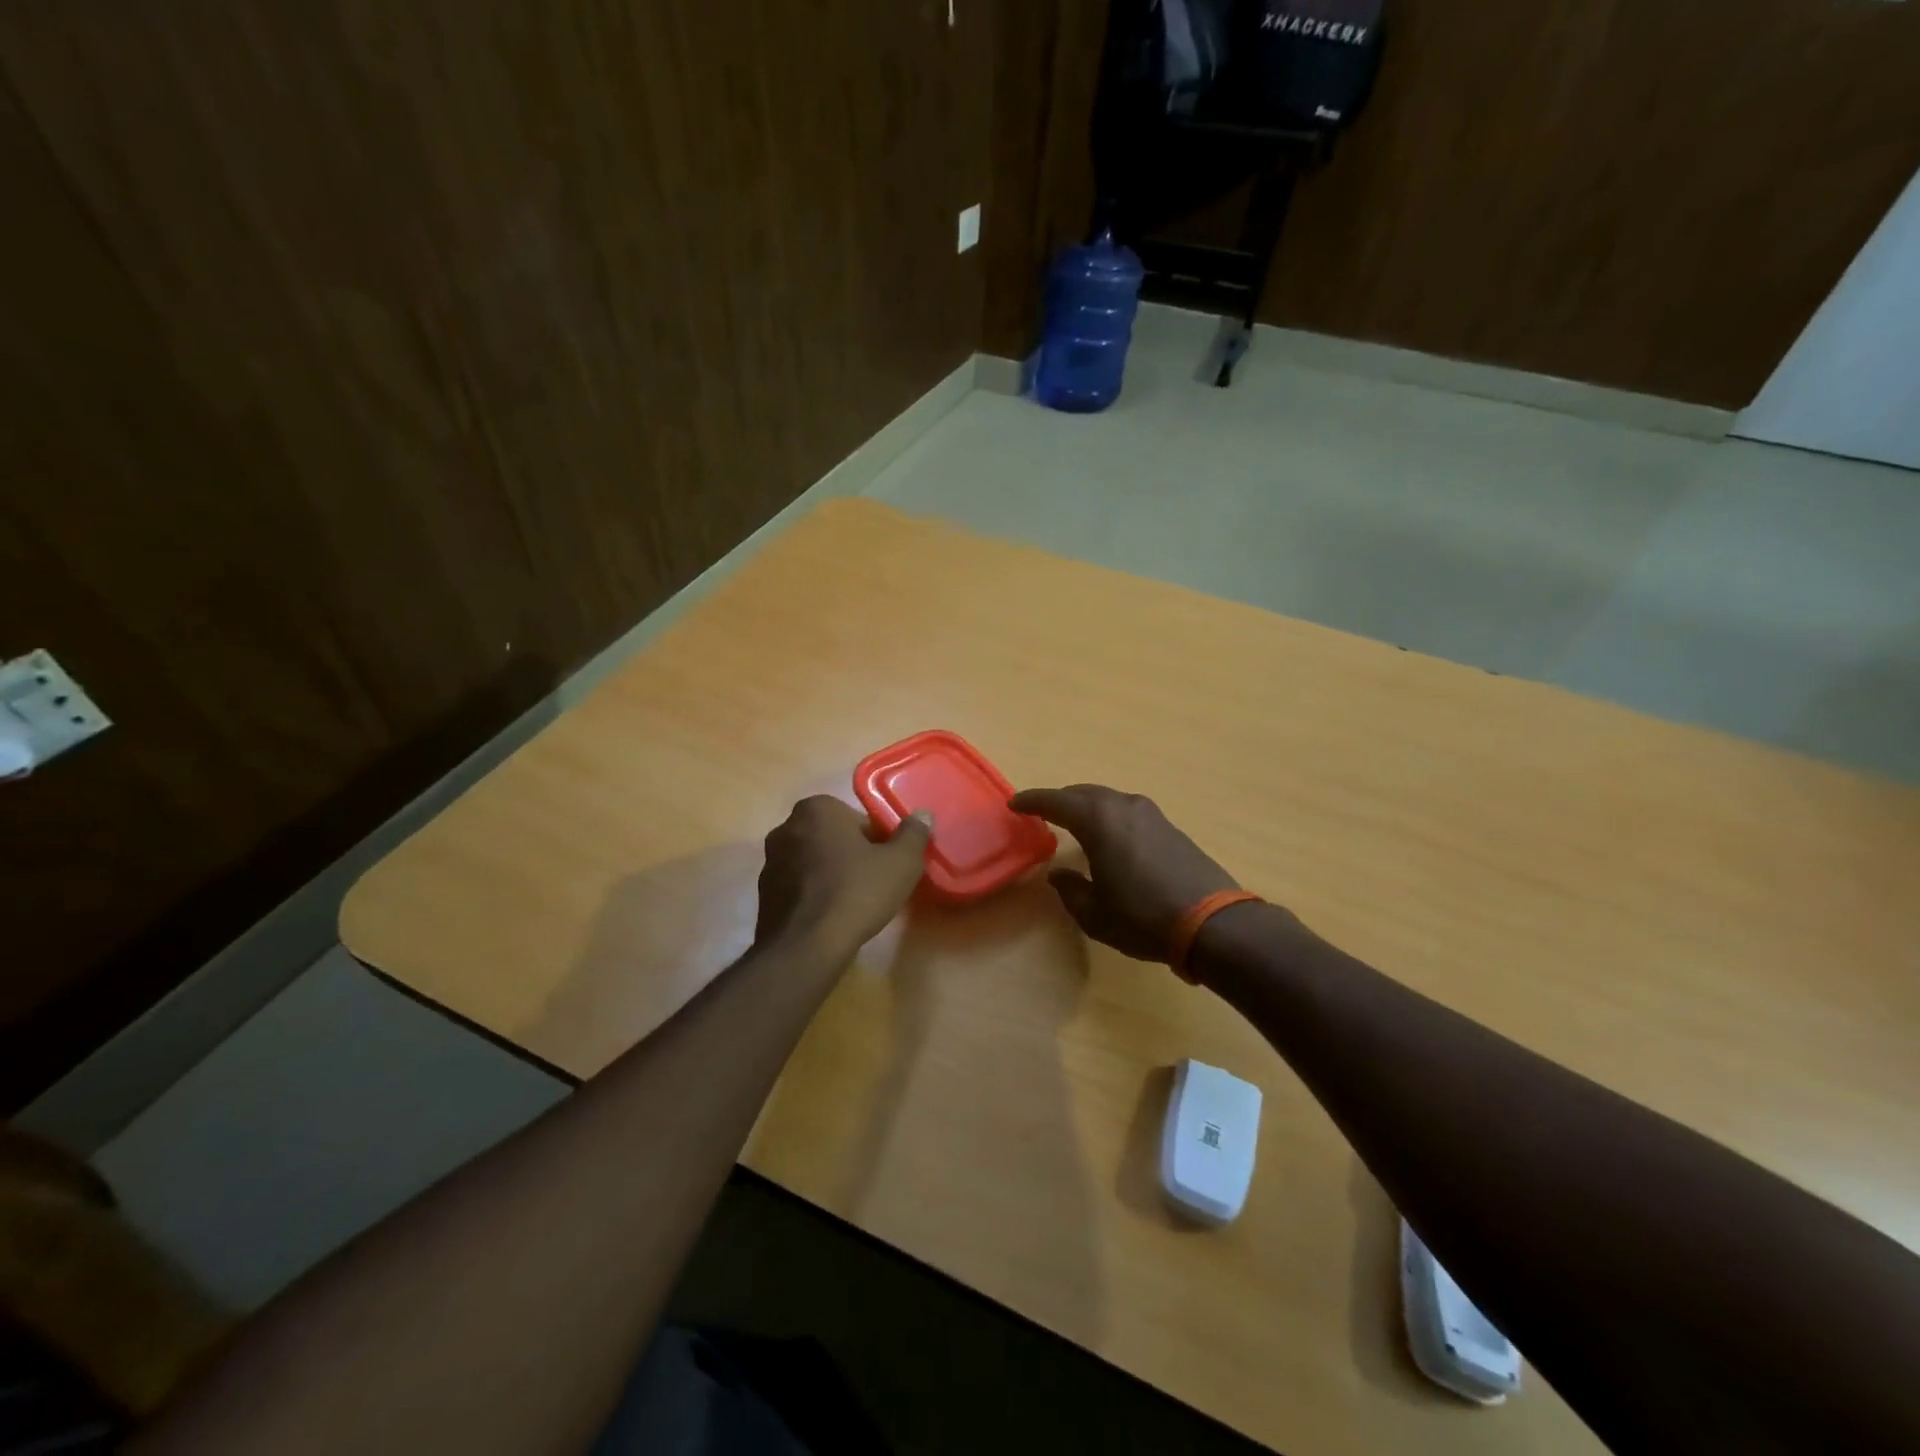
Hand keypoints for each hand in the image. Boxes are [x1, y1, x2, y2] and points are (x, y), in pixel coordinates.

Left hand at [755, 796, 932, 955]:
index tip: (887, 865)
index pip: (858, 819)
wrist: (805, 946)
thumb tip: (923, 815)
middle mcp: (786, 826)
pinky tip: (829, 918)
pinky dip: (814, 895)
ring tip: (852, 904)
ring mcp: (770, 860)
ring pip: (814, 861)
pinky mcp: (763, 893)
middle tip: (874, 883)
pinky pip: (799, 886)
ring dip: (831, 875)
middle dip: (851, 855)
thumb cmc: (856, 893)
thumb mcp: (901, 862)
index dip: (878, 842)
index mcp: (817, 808)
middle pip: (833, 837)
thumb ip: (914, 834)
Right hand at [1010, 784, 1241, 963]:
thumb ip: (1070, 889)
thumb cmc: (1142, 917)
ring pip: (1107, 799)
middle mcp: (1123, 806)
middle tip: (1041, 813)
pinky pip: (1126, 811)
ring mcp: (1150, 814)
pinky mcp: (1169, 826)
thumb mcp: (1094, 913)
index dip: (1032, 801)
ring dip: (1086, 807)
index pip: (1056, 801)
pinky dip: (1109, 816)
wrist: (1212, 923)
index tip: (1014, 804)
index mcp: (1098, 820)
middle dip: (1060, 800)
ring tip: (1073, 822)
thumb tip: (1059, 874)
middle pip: (1083, 793)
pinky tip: (1108, 837)